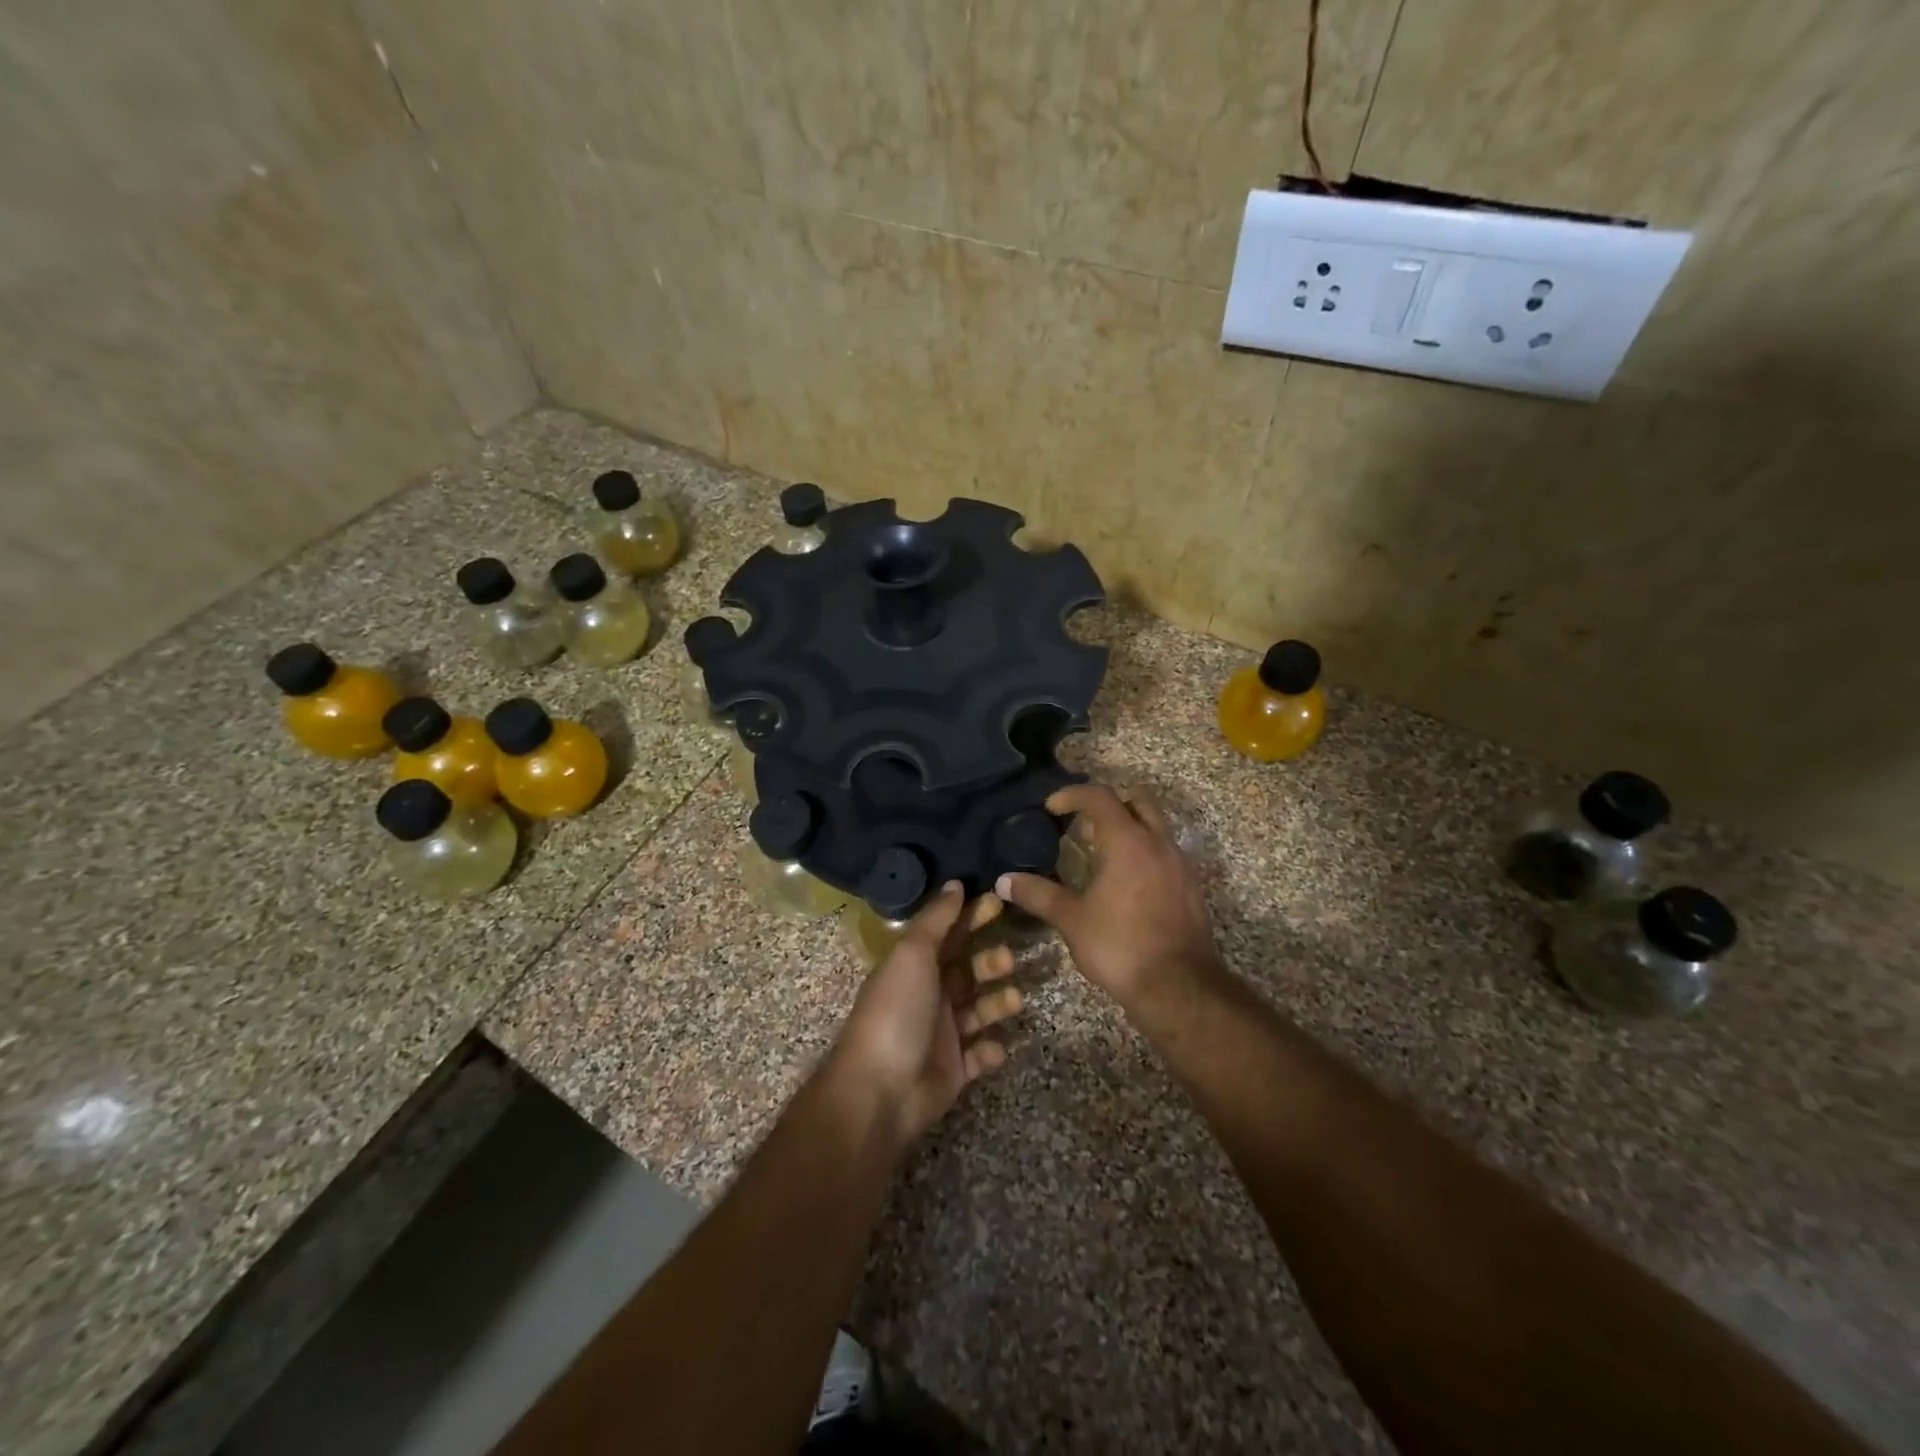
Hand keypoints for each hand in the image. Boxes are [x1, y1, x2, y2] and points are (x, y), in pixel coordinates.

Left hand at [829, 882, 1022, 1150]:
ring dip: (998, 1003)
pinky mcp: (954, 1069)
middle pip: (968, 970)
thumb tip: (955, 883)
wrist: (880, 1090)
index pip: (949, 934)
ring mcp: (942, 1033)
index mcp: (915, 966)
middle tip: (1008, 958)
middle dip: (991, 961)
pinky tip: (994, 1047)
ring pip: (979, 1010)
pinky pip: (980, 1054)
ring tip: (1013, 1000)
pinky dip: (991, 1050)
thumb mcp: (913, 954)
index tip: (1000, 902)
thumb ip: (936, 920)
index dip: (972, 917)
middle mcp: (929, 995)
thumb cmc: (897, 1012)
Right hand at [997, 783, 1219, 1017]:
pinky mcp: (1191, 887)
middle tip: (1083, 823)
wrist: (1179, 987)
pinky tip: (1126, 883)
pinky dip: (1145, 852)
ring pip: (1156, 825)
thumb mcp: (1071, 920)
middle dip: (1109, 802)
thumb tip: (1004, 881)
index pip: (1099, 796)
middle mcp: (1158, 842)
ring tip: (1101, 854)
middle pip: (1137, 799)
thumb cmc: (1120, 946)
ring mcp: (1180, 863)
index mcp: (1127, 841)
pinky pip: (1166, 852)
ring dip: (1129, 827)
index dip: (1072, 794)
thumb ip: (1038, 894)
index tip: (1051, 807)